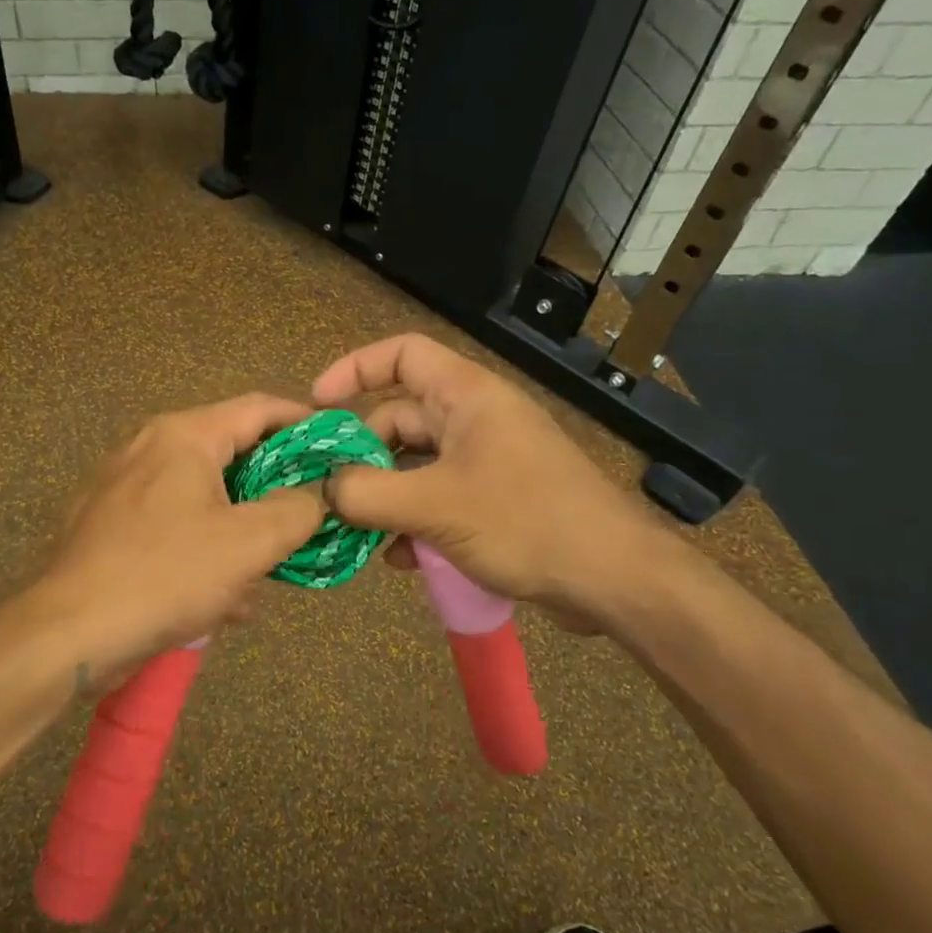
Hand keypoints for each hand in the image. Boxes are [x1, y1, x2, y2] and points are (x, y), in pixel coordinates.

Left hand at [27, 394, 325, 682]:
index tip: (338, 446)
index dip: (305, 422)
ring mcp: (123, 485)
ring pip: (203, 494)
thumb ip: (296, 510)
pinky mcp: (109, 524)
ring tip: (271, 566)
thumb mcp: (249, 543)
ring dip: (241, 525)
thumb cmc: (165, 575)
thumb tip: (318, 495)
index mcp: (184, 436)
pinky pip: (173, 523)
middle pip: (231, 451)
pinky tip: (226, 597)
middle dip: (274, 486)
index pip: (259, 408)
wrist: (67, 633)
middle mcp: (150, 447)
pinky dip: (205, 547)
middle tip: (310, 513)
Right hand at [311, 334, 683, 634]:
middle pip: (400, 418)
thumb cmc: (525, 521)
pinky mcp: (496, 499)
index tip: (317, 405)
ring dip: (386, 497)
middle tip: (332, 494)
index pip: (402, 354)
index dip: (355, 369)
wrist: (614, 578)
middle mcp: (475, 419)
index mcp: (466, 396)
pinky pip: (439, 498)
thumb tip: (324, 489)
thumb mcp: (436, 505)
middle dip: (364, 455)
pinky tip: (403, 560)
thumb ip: (368, 493)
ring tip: (361, 536)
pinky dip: (415, 521)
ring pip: (416, 465)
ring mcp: (487, 460)